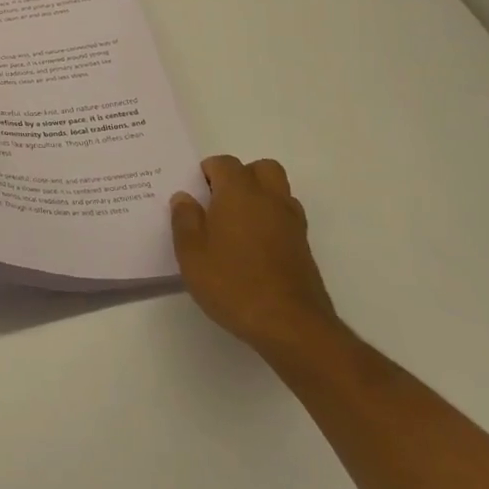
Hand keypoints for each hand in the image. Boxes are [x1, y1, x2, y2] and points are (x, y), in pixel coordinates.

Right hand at [171, 155, 341, 359]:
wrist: (290, 325)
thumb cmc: (232, 283)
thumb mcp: (191, 253)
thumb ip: (184, 219)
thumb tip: (184, 197)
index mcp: (239, 192)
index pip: (224, 163)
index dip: (207, 172)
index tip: (195, 194)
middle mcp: (270, 199)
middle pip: (261, 168)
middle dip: (241, 177)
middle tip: (219, 202)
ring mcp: (292, 223)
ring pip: (278, 191)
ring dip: (260, 197)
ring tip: (237, 224)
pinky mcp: (303, 247)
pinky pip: (286, 217)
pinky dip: (271, 221)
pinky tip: (254, 247)